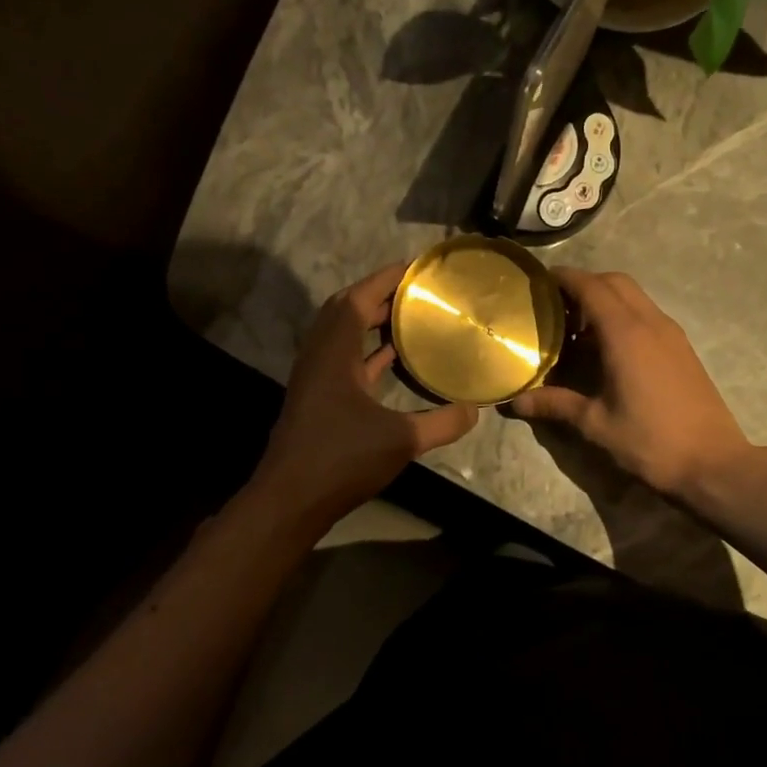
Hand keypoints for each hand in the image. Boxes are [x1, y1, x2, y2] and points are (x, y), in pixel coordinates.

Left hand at [251, 263, 478, 524]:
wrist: (291, 499)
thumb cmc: (342, 460)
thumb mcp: (401, 441)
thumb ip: (442, 423)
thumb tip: (475, 410)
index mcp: (334, 354)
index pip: (357, 299)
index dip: (385, 279)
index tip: (414, 267)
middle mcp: (320, 357)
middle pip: (345, 310)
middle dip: (379, 295)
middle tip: (416, 291)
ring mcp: (316, 378)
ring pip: (342, 335)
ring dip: (371, 321)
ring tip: (409, 315)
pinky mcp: (318, 398)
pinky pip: (344, 359)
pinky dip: (367, 350)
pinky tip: (393, 357)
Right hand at [511, 269, 749, 498]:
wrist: (712, 462)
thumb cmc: (650, 441)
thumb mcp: (595, 424)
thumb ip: (555, 404)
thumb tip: (515, 402)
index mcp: (626, 334)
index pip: (592, 287)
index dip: (565, 278)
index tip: (540, 280)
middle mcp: (651, 323)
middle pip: (616, 282)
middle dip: (585, 283)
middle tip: (557, 305)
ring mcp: (672, 334)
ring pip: (635, 297)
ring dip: (607, 299)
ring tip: (578, 327)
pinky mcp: (683, 348)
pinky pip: (648, 315)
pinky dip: (624, 315)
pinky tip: (609, 348)